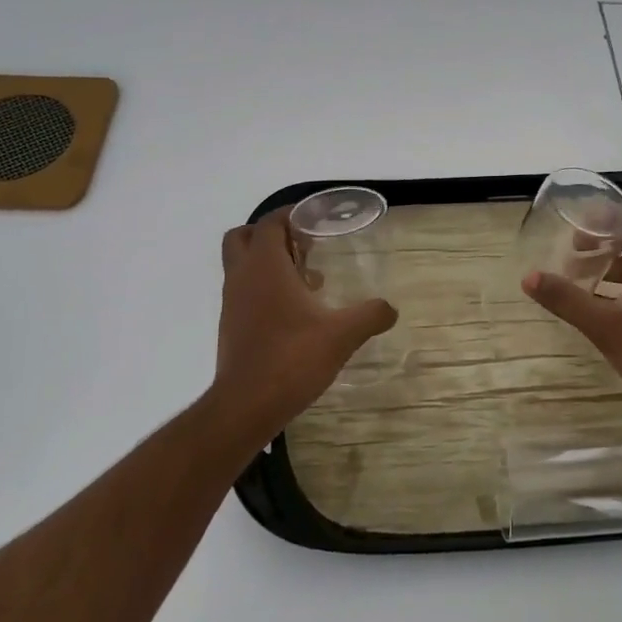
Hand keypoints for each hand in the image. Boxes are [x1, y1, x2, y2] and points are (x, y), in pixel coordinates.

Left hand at [210, 210, 396, 433]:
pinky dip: (265, 289)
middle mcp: (243, 277)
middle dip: (272, 234)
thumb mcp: (341, 336)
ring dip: (269, 263)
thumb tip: (391, 308)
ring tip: (309, 281)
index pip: (270, 222)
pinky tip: (296, 313)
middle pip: (245, 237)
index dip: (291, 215)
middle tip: (304, 246)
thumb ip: (370, 316)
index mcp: (265, 267)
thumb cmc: (291, 359)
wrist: (245, 406)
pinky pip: (245, 291)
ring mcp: (232, 302)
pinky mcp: (230, 326)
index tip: (316, 220)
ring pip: (242, 265)